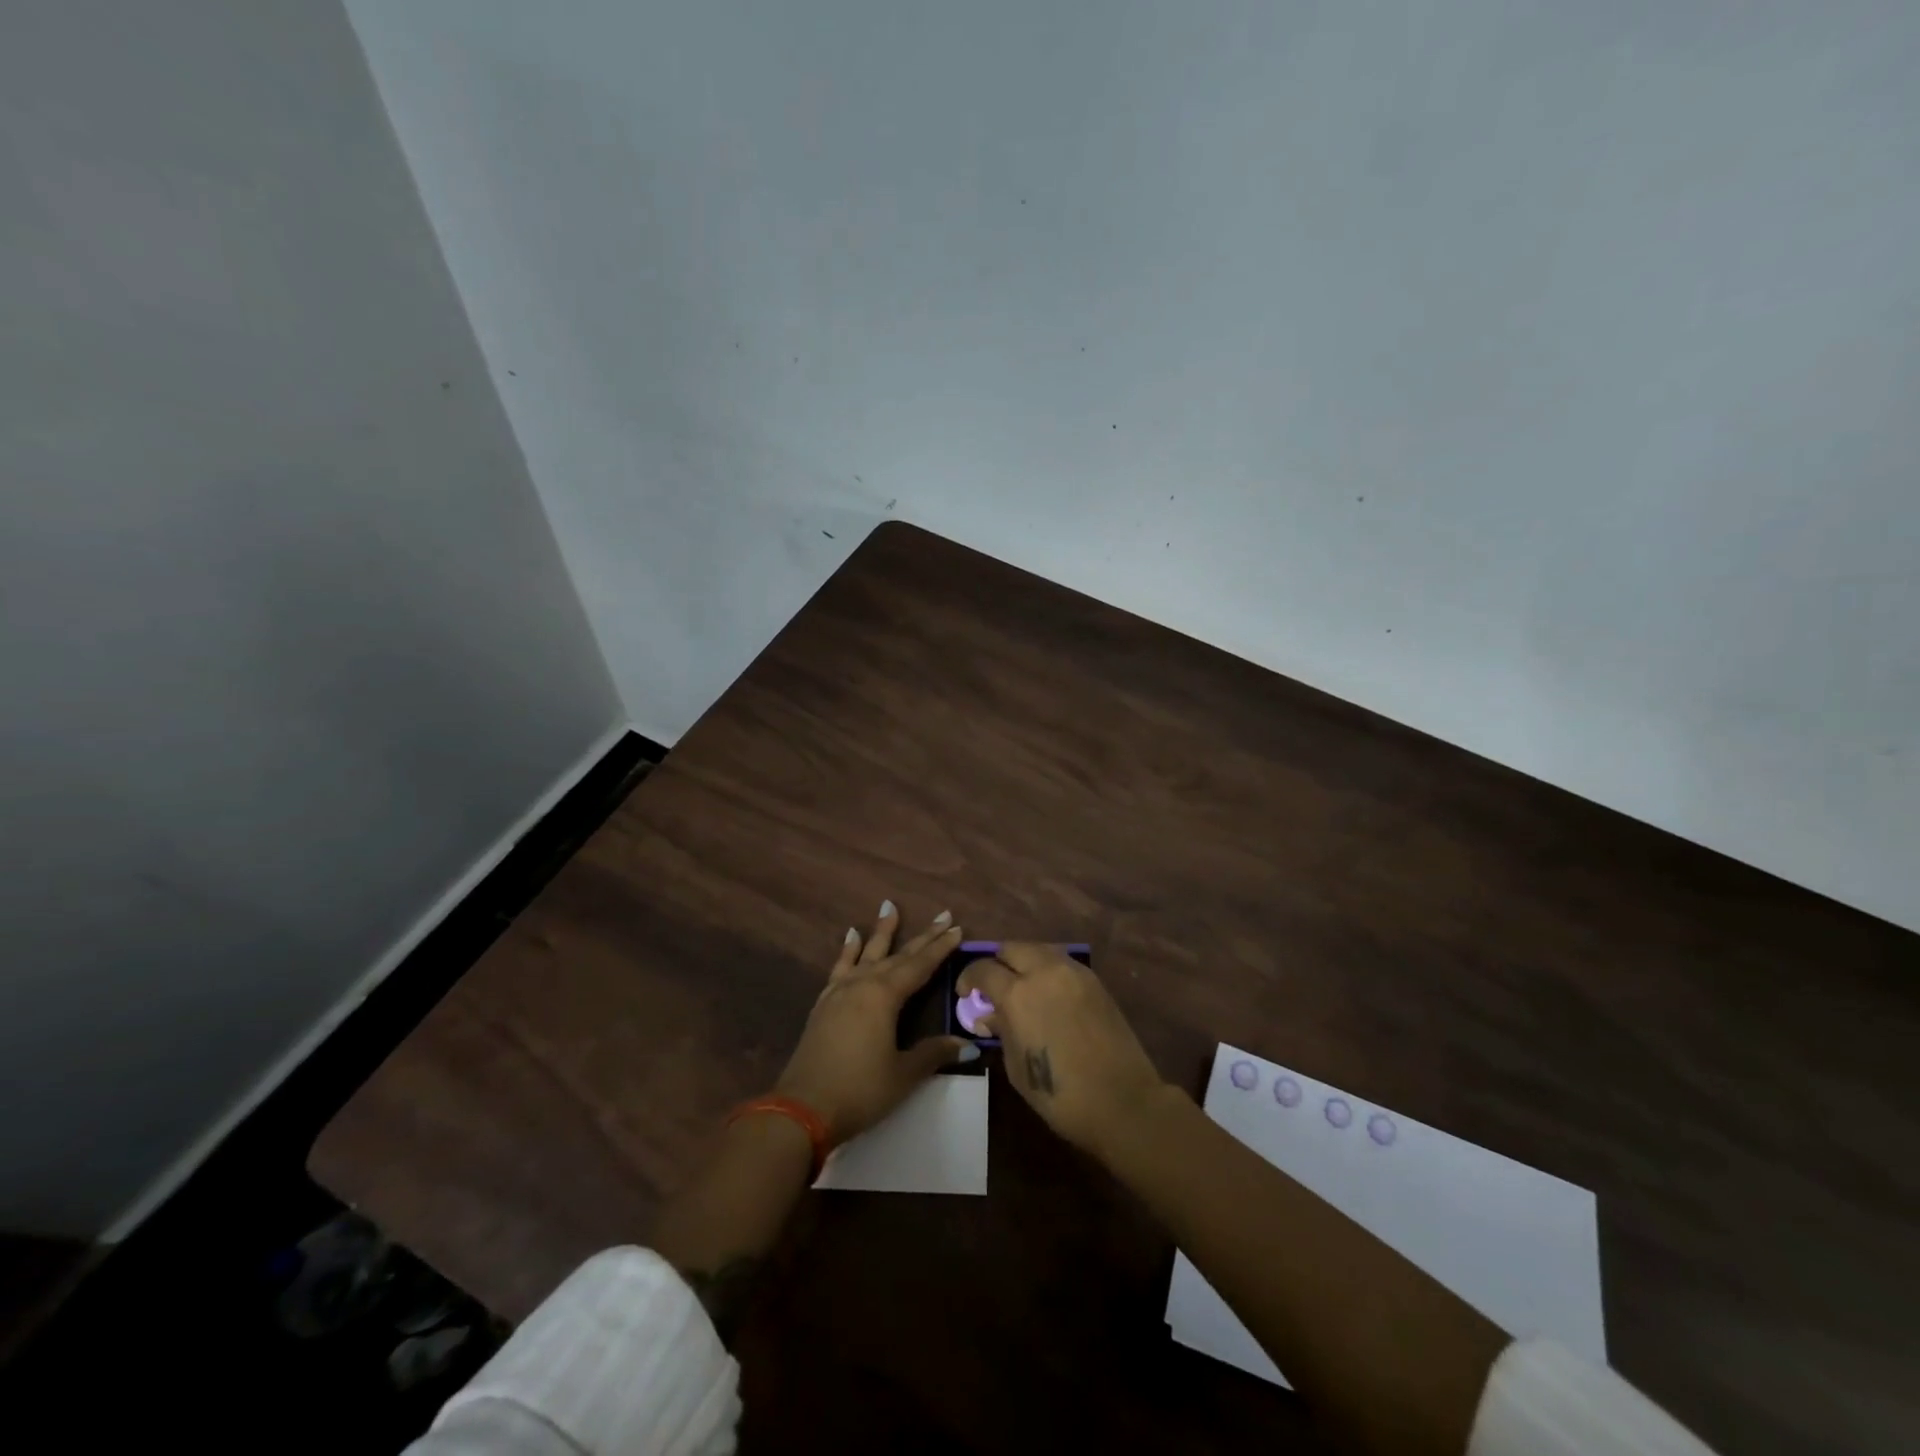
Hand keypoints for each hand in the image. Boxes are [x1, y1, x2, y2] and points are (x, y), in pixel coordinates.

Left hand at [775, 902, 973, 1143]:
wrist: (802, 1109)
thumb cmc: (860, 1090)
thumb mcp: (903, 1074)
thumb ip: (934, 1053)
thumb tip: (969, 1044)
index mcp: (884, 996)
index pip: (919, 965)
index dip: (940, 948)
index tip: (957, 928)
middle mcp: (862, 984)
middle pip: (897, 955)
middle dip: (922, 937)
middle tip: (942, 915)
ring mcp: (839, 992)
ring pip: (866, 954)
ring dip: (880, 932)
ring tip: (888, 907)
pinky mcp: (823, 1004)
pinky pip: (840, 968)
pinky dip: (847, 951)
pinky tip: (850, 937)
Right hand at [959, 943, 1168, 1158]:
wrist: (1122, 1100)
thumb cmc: (1060, 1094)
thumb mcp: (1016, 1066)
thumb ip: (1001, 1031)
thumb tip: (989, 1015)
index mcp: (1018, 994)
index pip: (983, 969)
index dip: (969, 978)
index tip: (965, 993)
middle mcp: (1044, 971)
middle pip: (1011, 948)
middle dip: (997, 963)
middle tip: (994, 986)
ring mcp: (1073, 972)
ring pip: (1039, 949)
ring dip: (1024, 961)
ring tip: (1022, 987)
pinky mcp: (1094, 980)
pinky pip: (1061, 962)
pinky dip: (1047, 969)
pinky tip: (1048, 993)